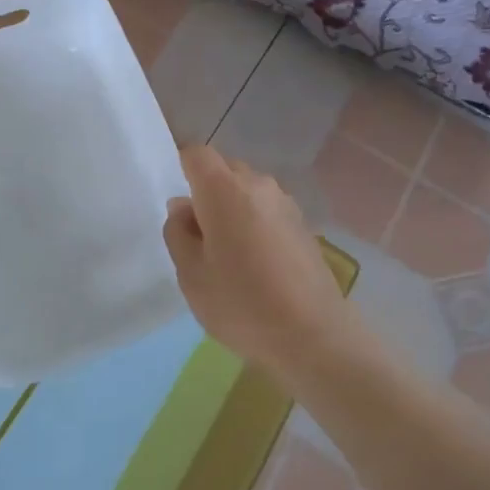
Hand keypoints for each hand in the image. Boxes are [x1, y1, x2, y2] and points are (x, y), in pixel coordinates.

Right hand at [163, 146, 359, 378]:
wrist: (313, 335)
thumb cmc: (241, 304)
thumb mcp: (191, 274)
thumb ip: (178, 233)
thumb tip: (184, 208)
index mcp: (224, 190)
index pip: (197, 154)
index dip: (181, 168)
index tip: (177, 204)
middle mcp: (258, 185)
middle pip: (224, 170)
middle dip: (206, 192)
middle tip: (198, 236)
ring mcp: (285, 203)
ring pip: (247, 190)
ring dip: (232, 209)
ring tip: (227, 253)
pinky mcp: (303, 225)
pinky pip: (267, 210)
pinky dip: (254, 223)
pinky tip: (255, 263)